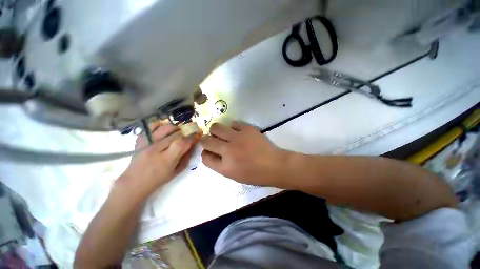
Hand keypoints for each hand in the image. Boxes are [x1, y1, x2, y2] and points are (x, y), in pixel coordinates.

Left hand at [117, 122, 199, 198]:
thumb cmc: (158, 179)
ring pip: (166, 128)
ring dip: (176, 128)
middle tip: (189, 134)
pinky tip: (166, 129)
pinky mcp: (140, 139)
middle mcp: (156, 149)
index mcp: (166, 160)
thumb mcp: (176, 171)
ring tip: (178, 132)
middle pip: (176, 134)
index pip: (182, 143)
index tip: (197, 135)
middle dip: (186, 133)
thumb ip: (186, 157)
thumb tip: (193, 144)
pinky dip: (162, 124)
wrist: (134, 182)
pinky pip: (152, 126)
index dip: (192, 138)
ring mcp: (146, 143)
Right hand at [201, 121, 286, 186]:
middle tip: (213, 140)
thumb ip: (220, 165)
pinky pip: (233, 123)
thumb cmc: (255, 174)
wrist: (274, 165)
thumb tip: (211, 153)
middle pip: (206, 140)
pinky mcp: (247, 129)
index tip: (209, 151)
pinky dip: (233, 127)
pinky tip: (238, 131)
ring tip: (223, 133)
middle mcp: (227, 151)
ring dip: (216, 130)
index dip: (205, 153)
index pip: (205, 157)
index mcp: (224, 166)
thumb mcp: (234, 175)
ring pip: (216, 127)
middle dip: (206, 140)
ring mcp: (237, 138)